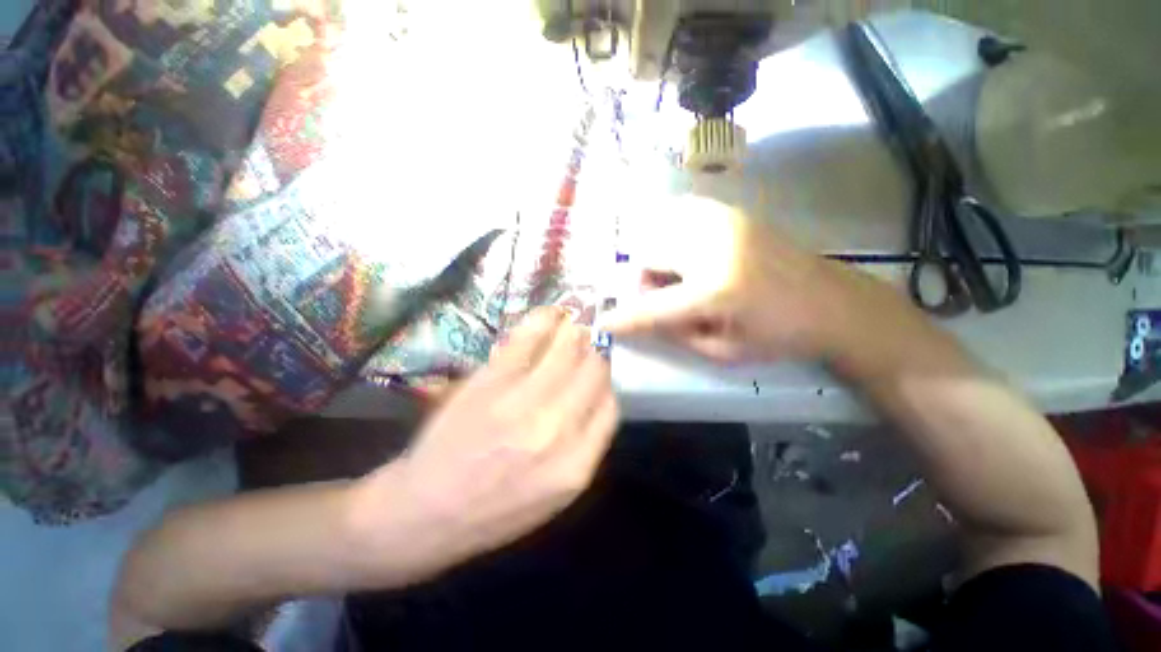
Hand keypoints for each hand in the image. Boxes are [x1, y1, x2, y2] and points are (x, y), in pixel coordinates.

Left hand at [348, 307, 618, 582]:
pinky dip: (545, 319)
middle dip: (596, 351)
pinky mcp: (492, 380)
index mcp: (576, 464)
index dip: (607, 382)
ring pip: (568, 346)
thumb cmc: (496, 509)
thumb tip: (598, 392)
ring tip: (575, 323)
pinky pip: (529, 337)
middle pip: (595, 369)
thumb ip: (585, 444)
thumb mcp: (556, 494)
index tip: (598, 371)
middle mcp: (557, 427)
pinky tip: (552, 315)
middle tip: (591, 340)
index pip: (611, 404)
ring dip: (576, 330)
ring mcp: (522, 400)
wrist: (426, 511)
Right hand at [602, 196, 883, 363]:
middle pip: (647, 252)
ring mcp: (724, 221)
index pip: (651, 307)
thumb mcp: (722, 351)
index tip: (601, 323)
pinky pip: (681, 213)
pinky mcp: (732, 212)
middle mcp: (713, 245)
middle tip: (665, 295)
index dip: (623, 319)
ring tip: (682, 274)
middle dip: (645, 279)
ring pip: (660, 229)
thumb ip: (675, 332)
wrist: (835, 301)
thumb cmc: (779, 336)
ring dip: (660, 256)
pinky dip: (674, 234)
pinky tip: (691, 253)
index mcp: (714, 290)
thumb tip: (641, 316)